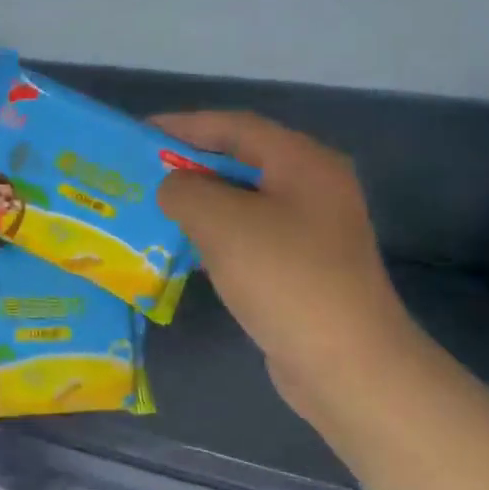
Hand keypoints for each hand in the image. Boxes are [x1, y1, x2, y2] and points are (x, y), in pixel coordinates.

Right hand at [155, 111, 417, 432]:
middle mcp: (314, 187)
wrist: (346, 364)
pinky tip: (187, 251)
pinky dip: (219, 237)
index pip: (236, 126)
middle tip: (144, 173)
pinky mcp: (305, 268)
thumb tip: (175, 189)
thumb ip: (186, 191)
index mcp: (303, 162)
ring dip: (203, 204)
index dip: (186, 125)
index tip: (141, 133)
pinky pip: (253, 237)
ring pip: (246, 203)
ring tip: (156, 210)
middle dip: (192, 165)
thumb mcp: (222, 223)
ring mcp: (313, 231)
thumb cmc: (284, 278)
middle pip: (243, 162)